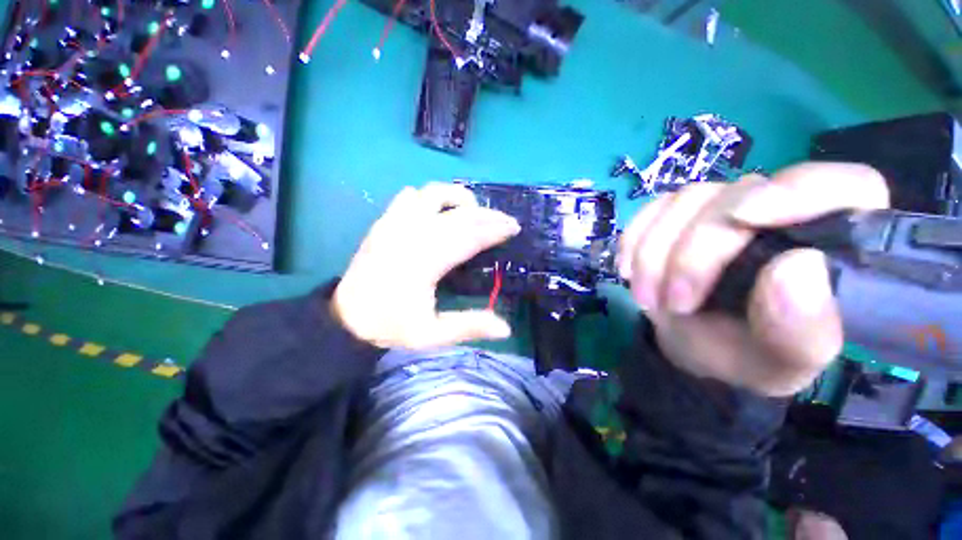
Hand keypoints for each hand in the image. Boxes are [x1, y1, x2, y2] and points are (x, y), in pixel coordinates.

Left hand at [333, 183, 520, 349]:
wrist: (346, 317)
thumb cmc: (390, 326)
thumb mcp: (431, 335)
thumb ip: (469, 327)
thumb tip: (506, 329)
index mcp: (425, 262)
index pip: (469, 237)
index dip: (495, 230)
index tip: (514, 228)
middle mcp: (412, 235)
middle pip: (459, 214)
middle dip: (488, 215)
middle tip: (506, 220)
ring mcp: (395, 223)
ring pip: (433, 193)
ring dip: (459, 198)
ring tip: (474, 212)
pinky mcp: (384, 221)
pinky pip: (410, 195)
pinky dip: (431, 197)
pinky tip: (439, 211)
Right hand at [618, 163, 889, 395]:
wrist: (699, 346)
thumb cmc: (751, 355)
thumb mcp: (782, 361)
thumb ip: (801, 328)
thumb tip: (798, 267)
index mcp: (838, 242)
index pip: (844, 186)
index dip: (797, 191)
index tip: (744, 218)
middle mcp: (784, 210)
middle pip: (739, 195)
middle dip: (695, 252)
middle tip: (673, 301)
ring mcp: (726, 207)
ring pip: (686, 201)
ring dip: (654, 253)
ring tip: (647, 298)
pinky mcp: (682, 214)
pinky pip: (652, 210)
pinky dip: (634, 239)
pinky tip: (628, 270)